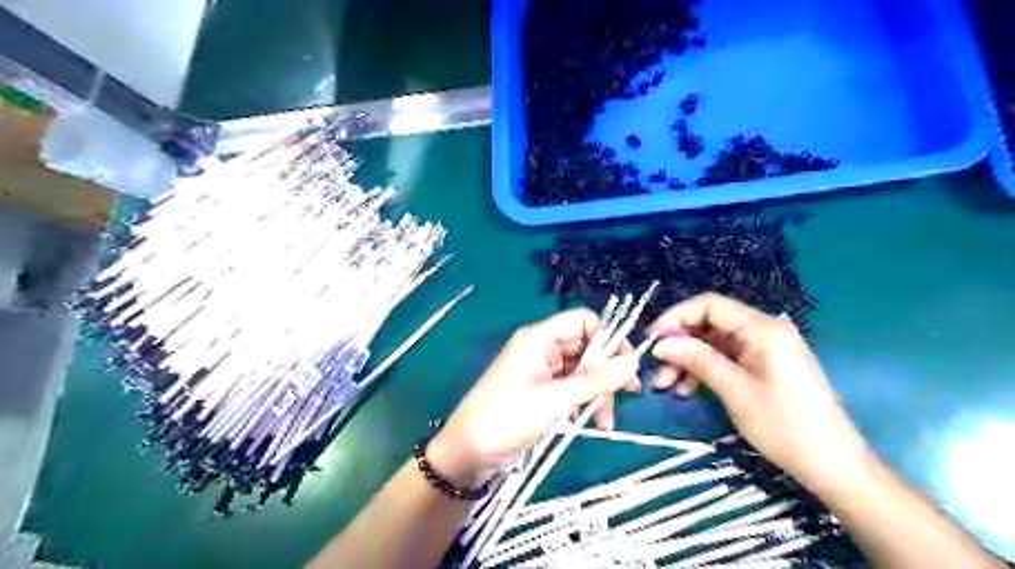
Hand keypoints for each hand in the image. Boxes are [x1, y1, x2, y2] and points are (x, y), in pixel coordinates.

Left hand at [430, 309, 636, 486]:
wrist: (468, 454)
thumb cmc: (505, 419)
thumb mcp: (552, 400)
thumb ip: (593, 381)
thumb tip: (632, 362)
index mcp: (538, 339)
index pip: (582, 321)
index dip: (608, 336)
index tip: (628, 362)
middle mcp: (542, 349)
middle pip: (586, 347)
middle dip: (606, 371)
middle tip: (629, 392)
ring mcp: (542, 372)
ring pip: (582, 371)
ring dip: (597, 393)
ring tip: (604, 421)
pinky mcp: (542, 393)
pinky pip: (572, 389)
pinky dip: (584, 403)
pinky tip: (592, 424)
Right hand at [651, 294, 872, 493]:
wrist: (832, 464)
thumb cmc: (784, 425)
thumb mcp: (734, 390)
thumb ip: (697, 359)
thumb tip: (660, 343)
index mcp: (762, 329)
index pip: (710, 305)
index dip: (676, 317)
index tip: (652, 339)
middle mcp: (763, 330)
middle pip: (709, 324)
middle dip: (679, 344)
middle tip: (655, 369)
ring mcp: (764, 349)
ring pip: (713, 343)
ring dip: (687, 360)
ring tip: (665, 386)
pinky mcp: (763, 365)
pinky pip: (725, 358)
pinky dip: (704, 370)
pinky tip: (686, 390)